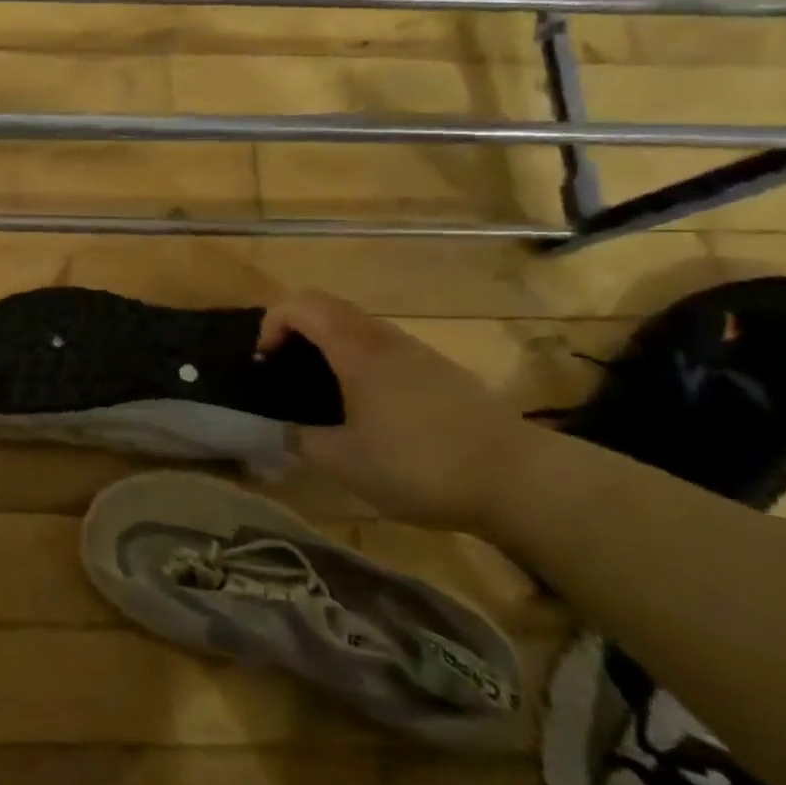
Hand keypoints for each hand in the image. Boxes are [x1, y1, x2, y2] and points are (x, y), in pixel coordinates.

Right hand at [258, 290, 543, 532]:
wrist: (519, 480)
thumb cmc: (419, 465)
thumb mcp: (345, 463)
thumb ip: (301, 440)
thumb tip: (278, 430)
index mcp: (356, 349)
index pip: (300, 304)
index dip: (271, 323)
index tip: (265, 363)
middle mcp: (385, 339)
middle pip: (328, 307)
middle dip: (296, 330)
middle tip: (285, 372)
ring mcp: (417, 352)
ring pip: (359, 327)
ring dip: (329, 345)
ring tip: (323, 393)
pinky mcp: (441, 372)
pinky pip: (385, 348)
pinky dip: (359, 361)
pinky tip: (368, 409)